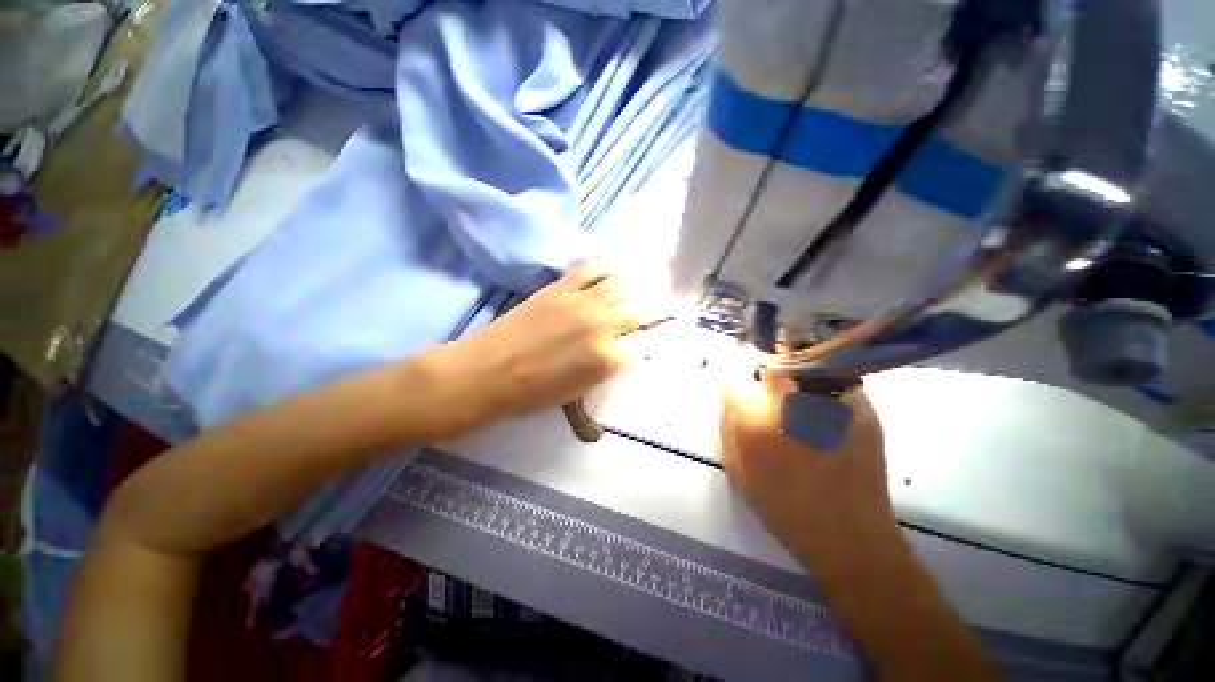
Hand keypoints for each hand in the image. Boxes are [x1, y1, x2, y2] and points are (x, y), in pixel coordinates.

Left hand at [438, 262, 665, 426]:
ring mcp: (581, 302)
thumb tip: (623, 350)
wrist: (488, 372)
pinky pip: (591, 268)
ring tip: (642, 283)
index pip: (645, 345)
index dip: (652, 341)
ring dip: (635, 286)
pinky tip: (612, 270)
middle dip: (656, 311)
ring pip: (622, 285)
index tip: (656, 336)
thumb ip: (607, 367)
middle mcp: (602, 326)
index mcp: (608, 360)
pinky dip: (606, 268)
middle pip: (641, 313)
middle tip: (663, 306)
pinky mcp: (560, 287)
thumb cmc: (533, 393)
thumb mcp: (580, 390)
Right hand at [719, 373, 897, 566]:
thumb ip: (727, 431)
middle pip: (770, 367)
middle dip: (765, 373)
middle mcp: (788, 407)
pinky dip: (826, 388)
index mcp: (753, 425)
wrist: (850, 538)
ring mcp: (828, 405)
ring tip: (800, 402)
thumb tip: (727, 400)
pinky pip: (835, 383)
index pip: (732, 384)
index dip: (732, 383)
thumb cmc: (785, 509)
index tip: (738, 387)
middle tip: (771, 392)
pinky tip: (826, 412)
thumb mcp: (739, 474)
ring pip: (804, 369)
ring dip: (796, 378)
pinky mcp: (861, 409)